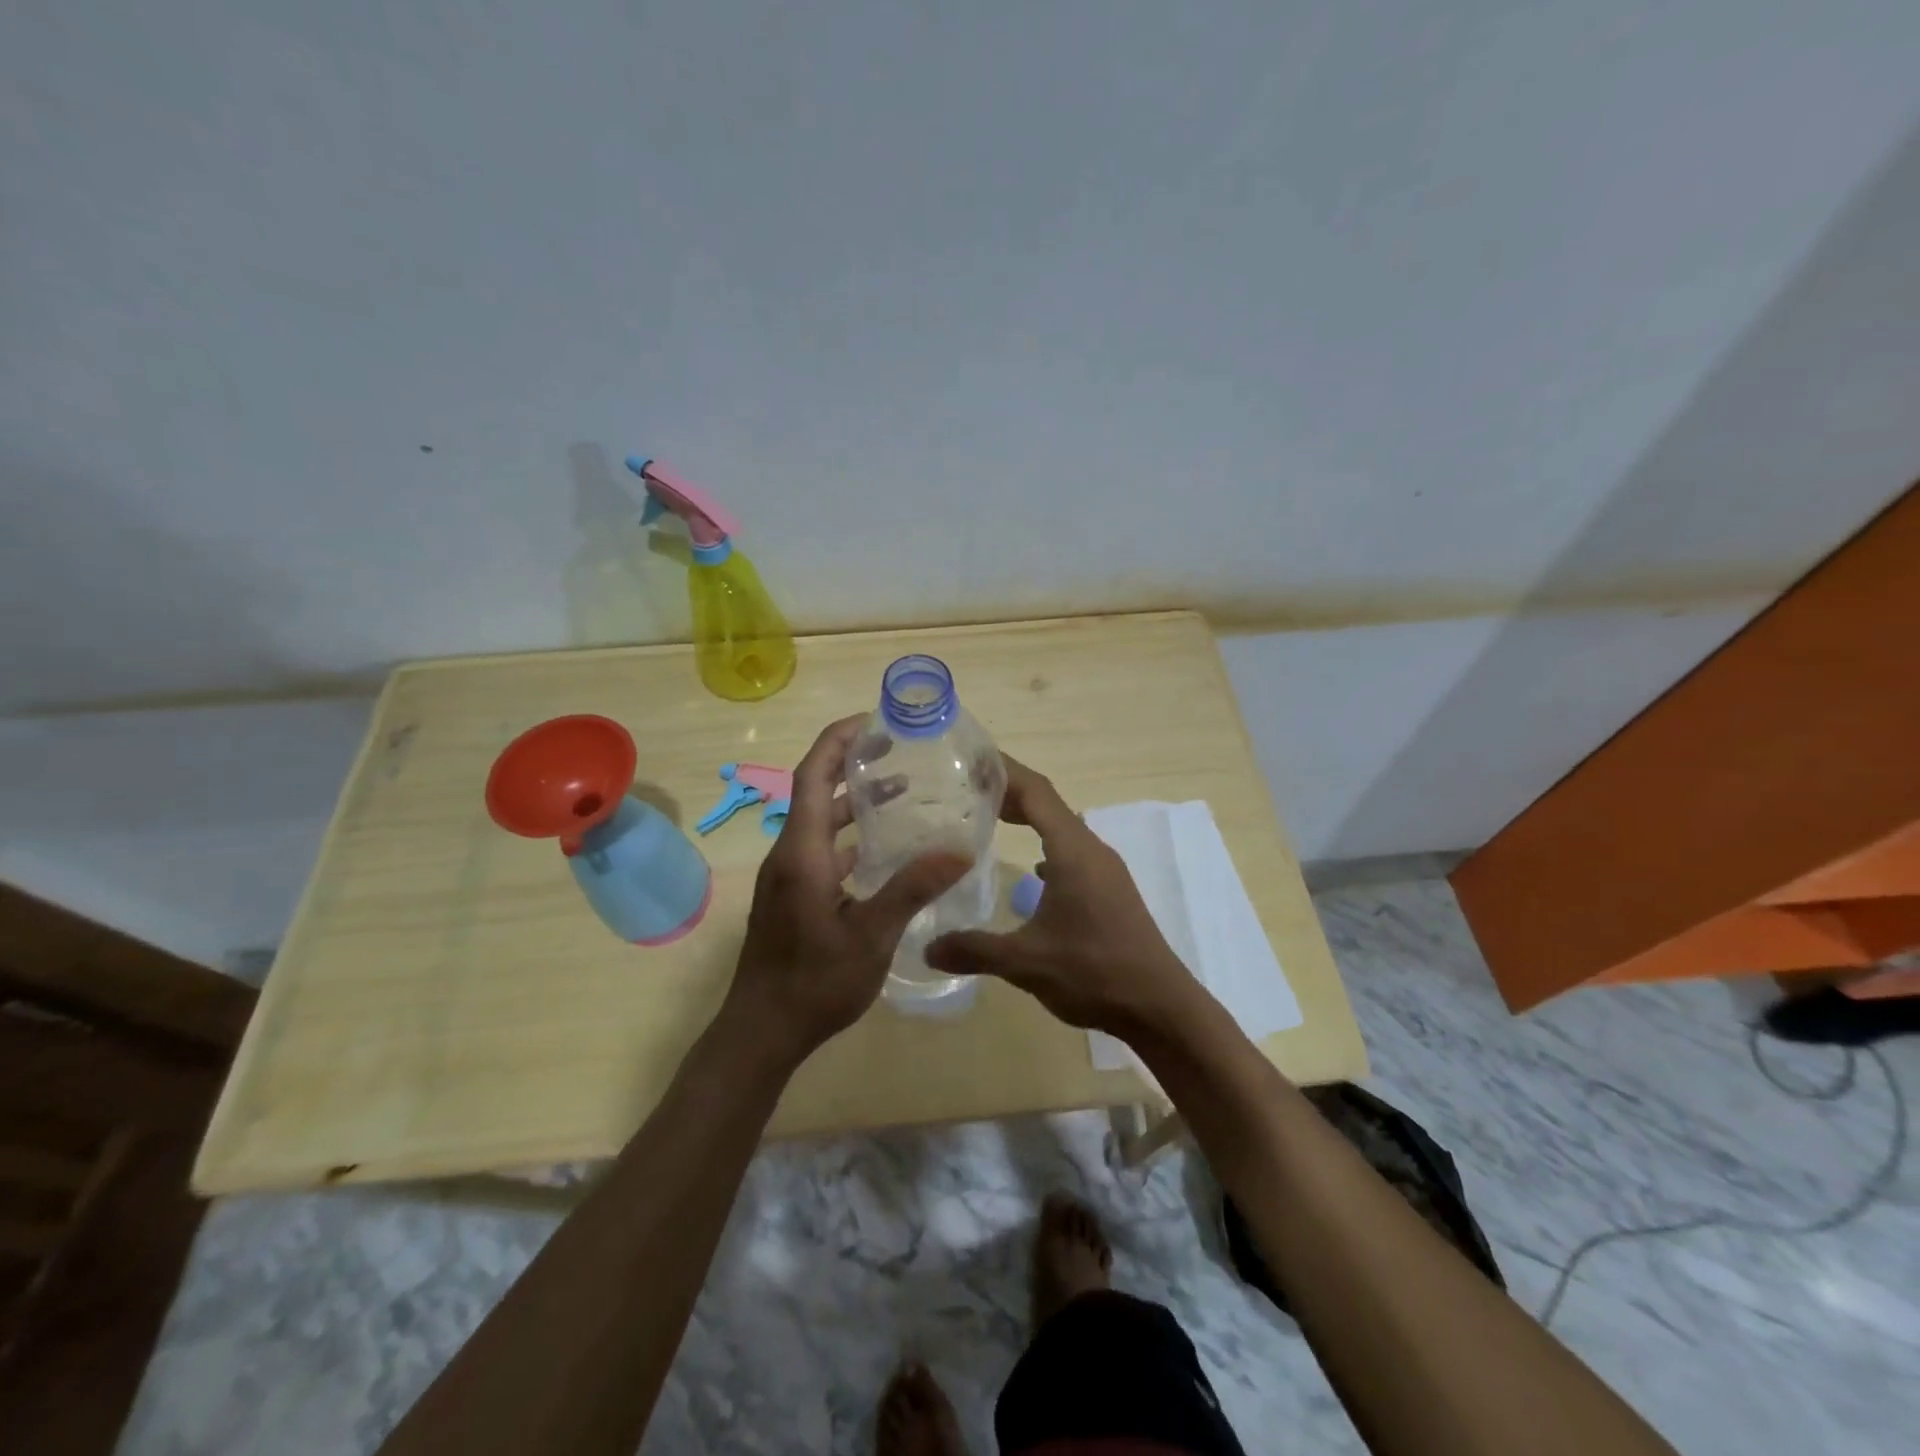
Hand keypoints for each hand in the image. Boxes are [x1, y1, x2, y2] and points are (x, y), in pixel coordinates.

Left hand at [721, 715, 970, 1069]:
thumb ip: (913, 888)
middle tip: (898, 748)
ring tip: (901, 789)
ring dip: (854, 801)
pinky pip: (821, 848)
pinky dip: (850, 835)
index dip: (838, 740)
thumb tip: (959, 848)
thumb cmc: (814, 981)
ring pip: (820, 822)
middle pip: (815, 790)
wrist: (762, 1032)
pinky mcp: (792, 896)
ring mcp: (788, 876)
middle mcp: (789, 854)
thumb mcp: (872, 935)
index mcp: (801, 851)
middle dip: (851, 762)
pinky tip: (883, 849)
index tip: (873, 721)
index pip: (813, 774)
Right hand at [925, 756, 1205, 1037]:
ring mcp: (1105, 870)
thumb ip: (974, 950)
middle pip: (1048, 804)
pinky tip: (1030, 871)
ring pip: (1061, 828)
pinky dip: (1046, 847)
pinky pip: (1072, 853)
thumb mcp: (1026, 963)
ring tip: (990, 818)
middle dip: (1008, 791)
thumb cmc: (1094, 973)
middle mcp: (1091, 850)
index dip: (1003, 770)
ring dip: (1029, 818)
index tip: (969, 758)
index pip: (1036, 791)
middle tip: (966, 787)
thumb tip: (927, 948)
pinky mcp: (1111, 891)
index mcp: (1073, 851)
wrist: (1160, 1007)